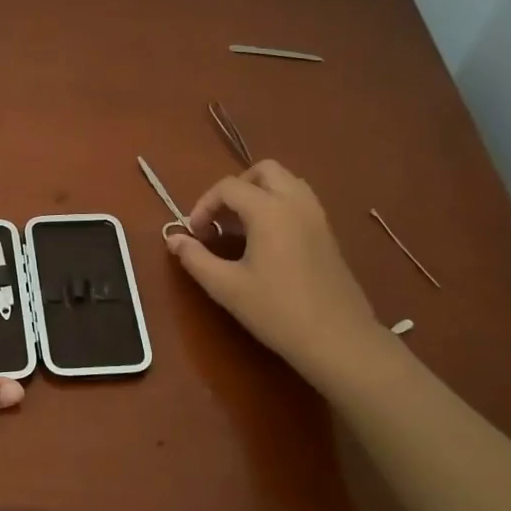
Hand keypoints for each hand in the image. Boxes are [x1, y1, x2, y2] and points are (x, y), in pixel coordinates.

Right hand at [166, 161, 391, 387]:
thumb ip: (195, 258)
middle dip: (235, 188)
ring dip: (258, 194)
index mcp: (269, 210)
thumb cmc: (277, 311)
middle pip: (263, 171)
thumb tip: (173, 239)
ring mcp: (317, 216)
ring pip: (286, 183)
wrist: (337, 339)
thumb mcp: (226, 287)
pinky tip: (265, 242)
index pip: (228, 187)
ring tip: (241, 228)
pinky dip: (277, 206)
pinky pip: (299, 201)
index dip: (204, 205)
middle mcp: (296, 203)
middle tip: (220, 220)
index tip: (195, 234)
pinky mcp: (328, 233)